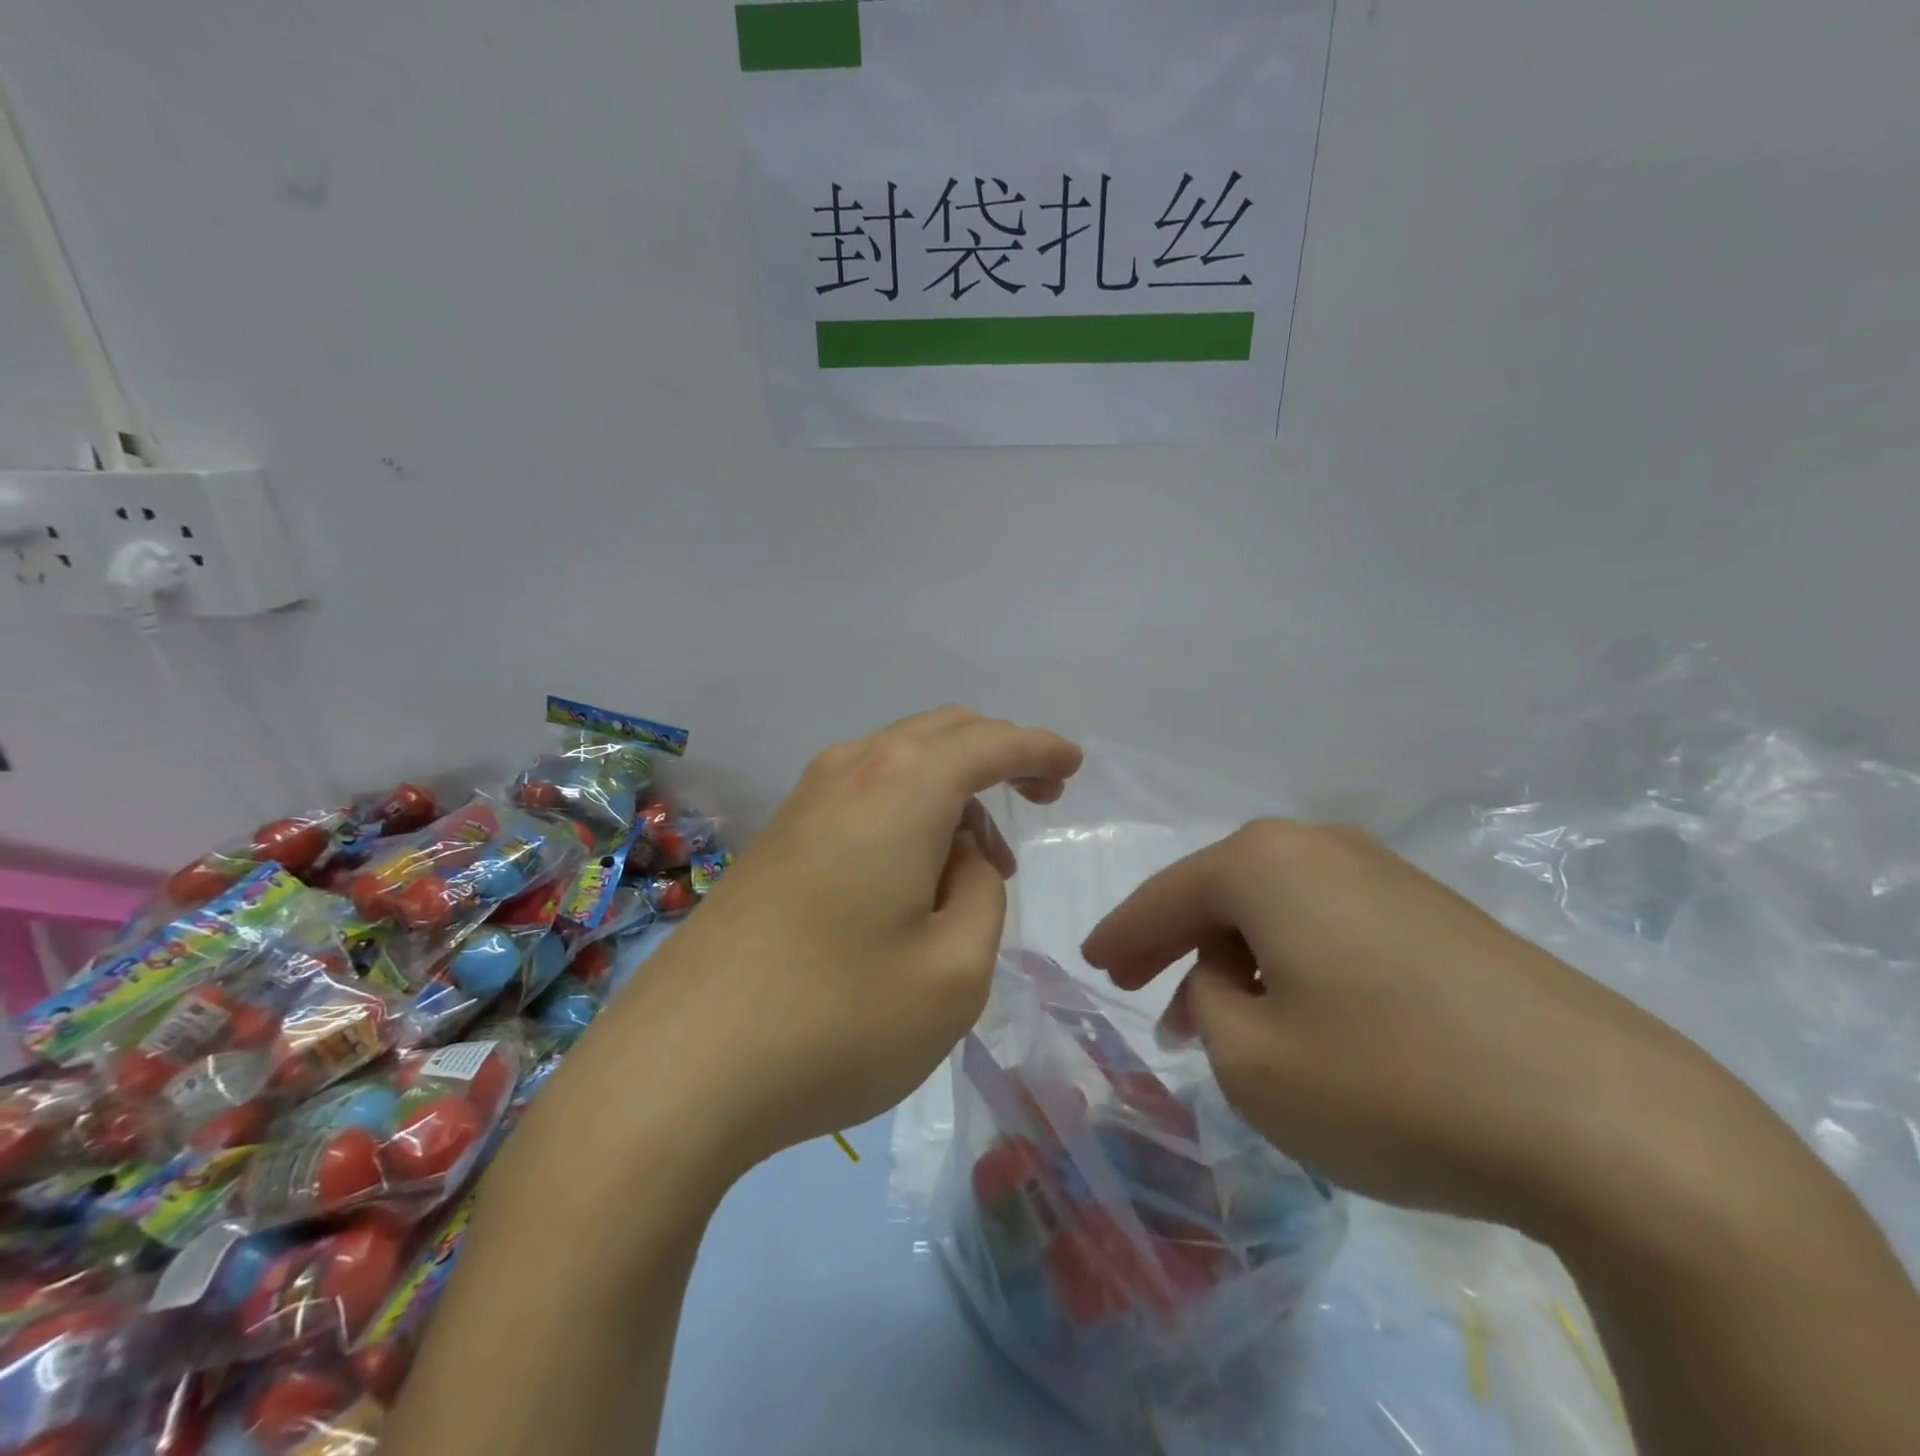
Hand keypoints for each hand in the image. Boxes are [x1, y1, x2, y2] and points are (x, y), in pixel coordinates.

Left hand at [588, 708, 1080, 1175]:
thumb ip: (980, 894)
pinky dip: (906, 812)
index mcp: (902, 786)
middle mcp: (850, 771)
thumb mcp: (954, 971)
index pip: (990, 742)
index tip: (1072, 765)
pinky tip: (911, 876)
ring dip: (950, 792)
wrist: (678, 1069)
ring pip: (899, 762)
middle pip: (941, 734)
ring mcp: (803, 801)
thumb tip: (959, 856)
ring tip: (976, 868)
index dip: (1039, 749)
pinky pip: (863, 795)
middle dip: (997, 757)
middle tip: (1035, 804)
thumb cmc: (836, 1021)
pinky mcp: (775, 838)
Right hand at [1081, 821, 1746, 1231]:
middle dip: (1176, 946)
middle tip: (1142, 992)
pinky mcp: (1439, 916)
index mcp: (1263, 863)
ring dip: (1237, 961)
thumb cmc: (1391, 1082)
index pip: (1163, 896)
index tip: (1093, 964)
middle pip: (1220, 895)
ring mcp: (1387, 874)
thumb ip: (1208, 1004)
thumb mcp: (1253, 1062)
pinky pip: (1330, 928)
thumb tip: (1229, 977)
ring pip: (1277, 912)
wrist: (1608, 1121)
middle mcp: (1320, 846)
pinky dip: (1294, 965)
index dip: (1121, 934)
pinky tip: (1299, 1015)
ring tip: (1219, 1021)